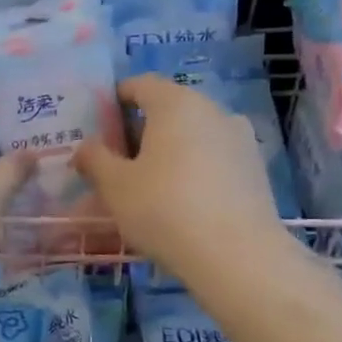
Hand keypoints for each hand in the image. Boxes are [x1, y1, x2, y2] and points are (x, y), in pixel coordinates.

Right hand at [74, 74, 296, 284]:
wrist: (237, 257)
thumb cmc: (164, 209)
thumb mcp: (114, 185)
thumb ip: (95, 159)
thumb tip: (86, 147)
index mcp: (176, 104)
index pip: (140, 84)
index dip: (115, 99)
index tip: (98, 124)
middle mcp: (213, 111)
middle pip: (168, 109)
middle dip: (139, 130)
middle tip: (116, 161)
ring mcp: (240, 140)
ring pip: (192, 136)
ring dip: (167, 152)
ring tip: (145, 186)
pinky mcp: (255, 170)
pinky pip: (212, 159)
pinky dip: (191, 170)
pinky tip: (178, 202)